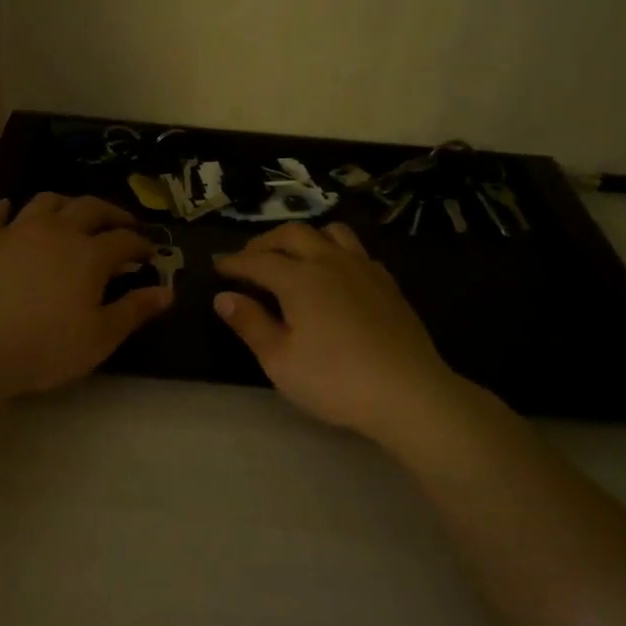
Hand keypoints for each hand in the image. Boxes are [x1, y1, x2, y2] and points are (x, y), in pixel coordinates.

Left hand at [0, 193, 171, 396]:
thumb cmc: (46, 347)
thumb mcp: (100, 337)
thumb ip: (135, 310)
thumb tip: (167, 291)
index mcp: (90, 254)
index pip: (124, 240)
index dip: (141, 244)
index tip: (150, 254)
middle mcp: (57, 231)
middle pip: (90, 208)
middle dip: (111, 213)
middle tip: (122, 224)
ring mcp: (16, 231)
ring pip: (46, 201)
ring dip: (66, 203)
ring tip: (73, 213)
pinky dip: (8, 208)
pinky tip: (10, 208)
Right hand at [214, 221, 488, 442]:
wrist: (408, 393)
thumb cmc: (334, 381)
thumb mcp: (279, 360)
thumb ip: (250, 323)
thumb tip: (223, 297)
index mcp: (299, 279)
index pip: (257, 260)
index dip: (234, 261)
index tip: (217, 265)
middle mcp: (330, 261)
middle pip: (293, 234)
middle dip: (265, 242)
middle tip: (248, 258)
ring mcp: (364, 268)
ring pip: (330, 232)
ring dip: (304, 237)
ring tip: (292, 256)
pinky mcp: (387, 283)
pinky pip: (356, 250)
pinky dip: (334, 251)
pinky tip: (333, 274)